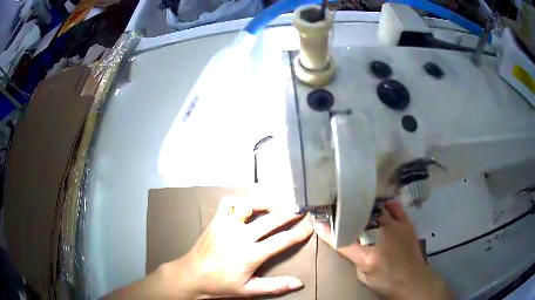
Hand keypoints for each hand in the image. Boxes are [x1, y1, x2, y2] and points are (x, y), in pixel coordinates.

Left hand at [164, 195, 313, 298]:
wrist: (192, 275)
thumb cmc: (221, 284)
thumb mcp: (249, 290)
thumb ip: (275, 286)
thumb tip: (300, 283)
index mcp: (250, 255)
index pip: (282, 240)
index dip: (299, 232)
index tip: (309, 225)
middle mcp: (240, 236)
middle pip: (271, 220)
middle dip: (290, 213)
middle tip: (302, 209)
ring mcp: (226, 225)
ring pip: (250, 205)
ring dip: (266, 203)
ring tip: (276, 207)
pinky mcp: (216, 220)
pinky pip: (229, 203)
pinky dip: (241, 201)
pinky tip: (248, 207)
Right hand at [314, 201, 453, 299]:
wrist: (413, 280)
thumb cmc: (386, 282)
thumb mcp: (363, 276)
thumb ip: (353, 257)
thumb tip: (347, 240)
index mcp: (366, 256)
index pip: (341, 240)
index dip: (326, 230)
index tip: (317, 220)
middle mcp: (380, 237)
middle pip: (358, 220)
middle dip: (345, 214)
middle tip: (337, 209)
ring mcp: (395, 227)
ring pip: (375, 210)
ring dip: (364, 208)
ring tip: (356, 203)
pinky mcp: (406, 224)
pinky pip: (394, 207)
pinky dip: (386, 205)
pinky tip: (380, 205)